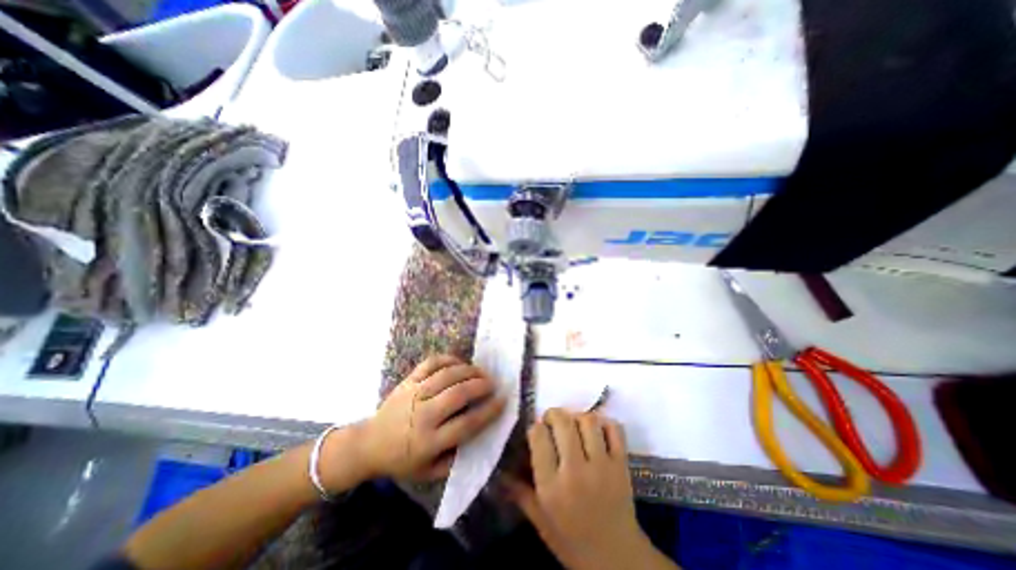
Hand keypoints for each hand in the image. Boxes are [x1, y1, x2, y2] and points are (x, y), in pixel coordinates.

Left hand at [357, 356, 507, 480]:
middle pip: (458, 394)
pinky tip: (459, 362)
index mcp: (429, 441)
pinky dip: (448, 359)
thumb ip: (455, 459)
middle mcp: (423, 415)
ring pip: (447, 375)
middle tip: (493, 383)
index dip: (488, 411)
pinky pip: (431, 363)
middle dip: (481, 386)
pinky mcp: (408, 380)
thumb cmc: (402, 460)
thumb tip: (480, 436)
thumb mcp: (429, 472)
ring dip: (469, 370)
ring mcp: (414, 394)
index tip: (502, 401)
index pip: (466, 424)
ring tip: (481, 372)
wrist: (369, 444)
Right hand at [508, 411, 667, 569]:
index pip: (538, 435)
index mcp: (551, 486)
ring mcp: (602, 466)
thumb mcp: (540, 520)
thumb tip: (500, 471)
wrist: (616, 560)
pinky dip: (604, 422)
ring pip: (588, 420)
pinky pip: (614, 429)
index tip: (537, 432)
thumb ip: (519, 491)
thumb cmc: (572, 540)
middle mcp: (576, 471)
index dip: (535, 428)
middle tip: (552, 422)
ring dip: (577, 416)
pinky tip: (596, 430)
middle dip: (553, 415)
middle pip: (562, 421)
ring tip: (574, 425)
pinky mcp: (622, 464)